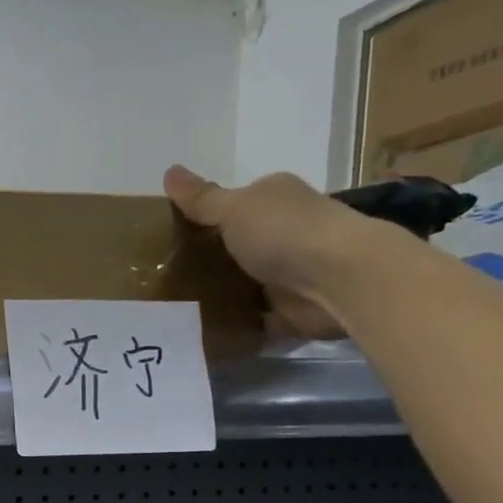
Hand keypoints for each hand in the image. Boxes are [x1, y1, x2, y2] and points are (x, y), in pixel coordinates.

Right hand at [164, 165, 385, 339]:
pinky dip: (236, 325)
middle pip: (238, 246)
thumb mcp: (233, 209)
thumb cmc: (284, 233)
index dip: (205, 219)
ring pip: (245, 283)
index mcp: (275, 198)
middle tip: (165, 277)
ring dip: (220, 295)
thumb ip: (201, 199)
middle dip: (208, 260)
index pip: (235, 205)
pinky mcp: (291, 310)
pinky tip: (204, 331)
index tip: (171, 239)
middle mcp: (286, 231)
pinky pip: (255, 319)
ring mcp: (290, 272)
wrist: (337, 280)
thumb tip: (169, 171)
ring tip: (175, 308)